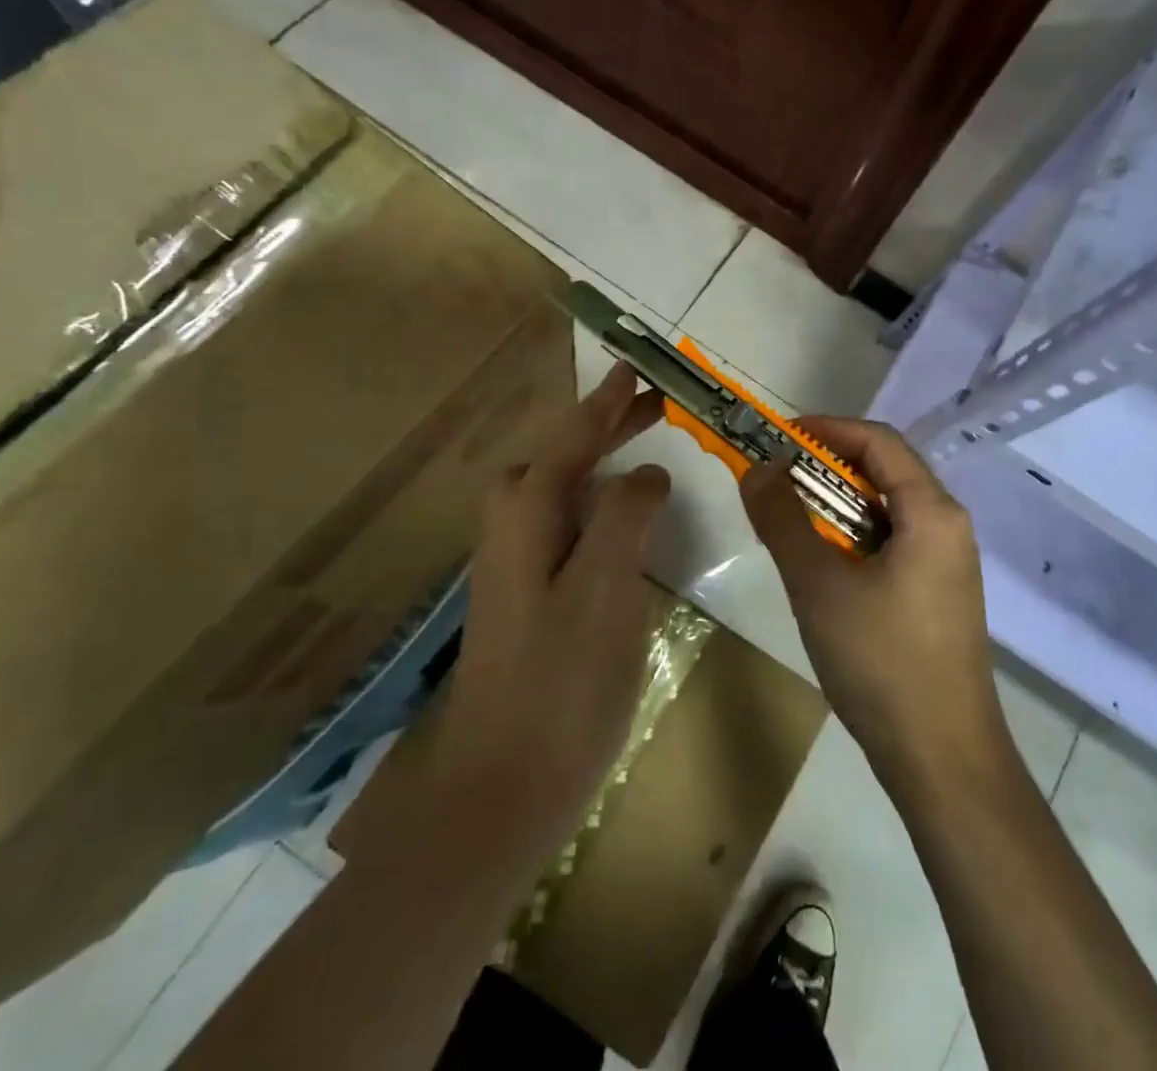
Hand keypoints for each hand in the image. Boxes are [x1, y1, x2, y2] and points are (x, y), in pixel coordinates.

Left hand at [434, 362, 670, 865]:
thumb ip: (625, 518)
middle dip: (606, 427)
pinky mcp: (528, 598)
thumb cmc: (560, 683)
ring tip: (644, 450)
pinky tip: (621, 522)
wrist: (502, 787)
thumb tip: (645, 473)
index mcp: (527, 516)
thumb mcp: (604, 590)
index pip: (572, 438)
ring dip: (600, 461)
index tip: (637, 369)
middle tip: (655, 409)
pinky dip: (596, 503)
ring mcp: (516, 566)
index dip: (607, 402)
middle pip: (562, 457)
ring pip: (561, 491)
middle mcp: (513, 529)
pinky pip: (565, 525)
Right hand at [740, 418, 1009, 791]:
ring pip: (886, 509)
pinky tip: (820, 562)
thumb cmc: (882, 663)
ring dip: (835, 503)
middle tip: (773, 477)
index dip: (826, 429)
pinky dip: (851, 535)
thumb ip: (783, 520)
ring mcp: (946, 562)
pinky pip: (892, 541)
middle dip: (825, 466)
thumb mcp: (819, 585)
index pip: (878, 441)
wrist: (943, 760)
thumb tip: (757, 468)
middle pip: (884, 470)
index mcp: (932, 512)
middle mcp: (947, 526)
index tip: (776, 437)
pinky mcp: (937, 593)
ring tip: (788, 517)